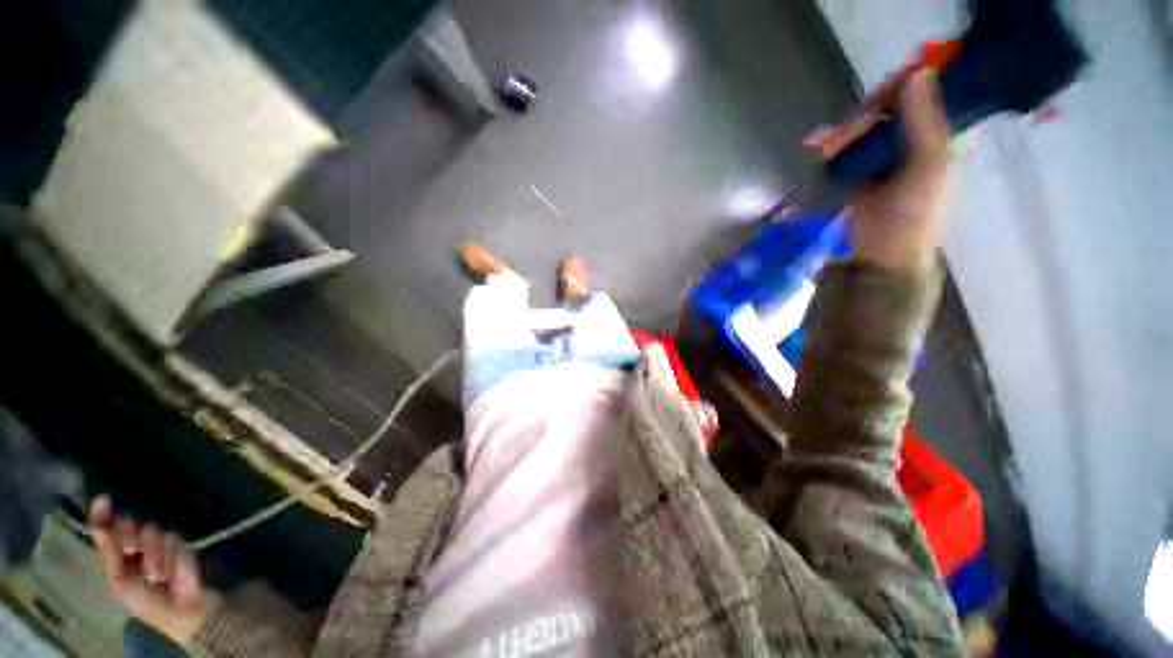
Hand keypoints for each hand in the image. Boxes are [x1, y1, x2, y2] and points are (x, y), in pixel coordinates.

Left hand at [88, 496, 206, 643]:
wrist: (180, 606)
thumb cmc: (144, 600)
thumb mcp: (120, 581)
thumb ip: (108, 554)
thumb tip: (97, 526)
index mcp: (113, 555)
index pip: (103, 529)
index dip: (101, 514)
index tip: (103, 499)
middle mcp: (130, 545)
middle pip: (126, 525)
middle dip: (130, 536)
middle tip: (134, 550)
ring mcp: (154, 542)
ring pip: (149, 530)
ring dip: (152, 551)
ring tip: (157, 572)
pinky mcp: (175, 541)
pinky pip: (169, 536)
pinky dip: (169, 553)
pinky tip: (170, 567)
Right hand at [806, 68, 951, 271]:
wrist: (882, 255)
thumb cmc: (913, 213)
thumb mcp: (928, 165)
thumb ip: (925, 121)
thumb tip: (921, 70)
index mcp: (935, 136)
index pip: (921, 95)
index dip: (902, 86)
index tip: (879, 92)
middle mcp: (909, 140)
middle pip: (886, 110)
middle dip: (862, 116)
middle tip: (841, 132)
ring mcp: (882, 157)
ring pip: (863, 129)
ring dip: (842, 134)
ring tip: (821, 145)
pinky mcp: (858, 172)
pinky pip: (846, 149)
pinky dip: (833, 147)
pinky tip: (820, 150)